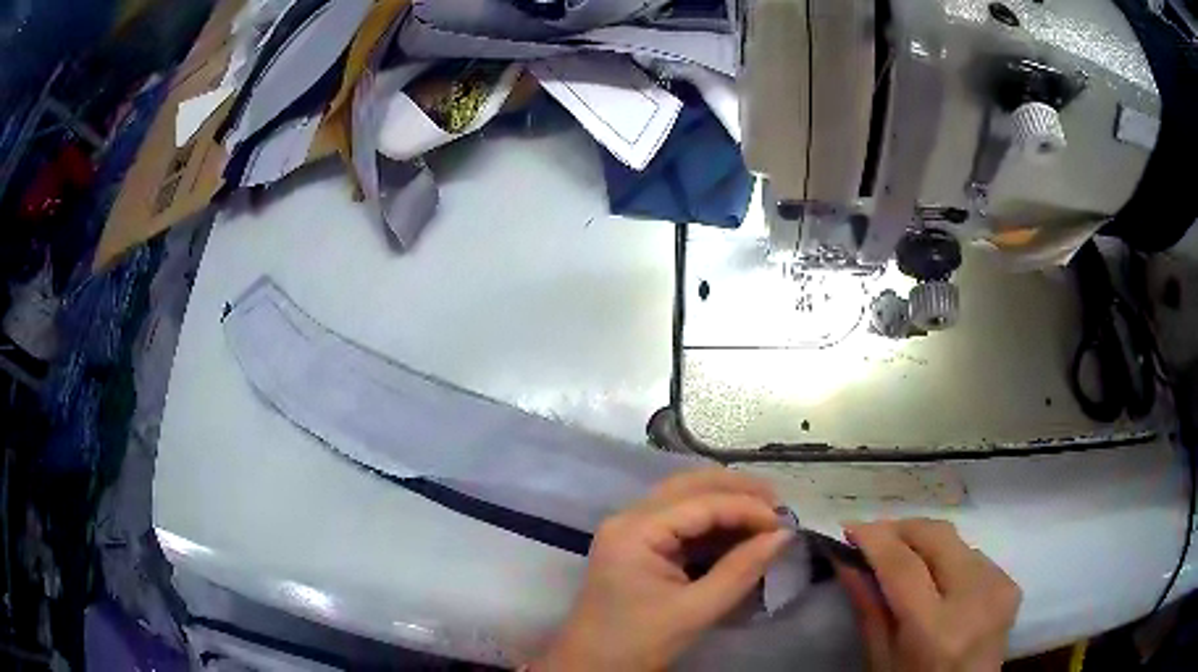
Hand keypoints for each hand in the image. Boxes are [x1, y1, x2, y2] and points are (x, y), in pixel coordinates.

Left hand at [534, 469, 793, 671]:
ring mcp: (629, 529)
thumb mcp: (695, 611)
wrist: (591, 667)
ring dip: (725, 501)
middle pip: (689, 485)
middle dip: (737, 490)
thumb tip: (784, 534)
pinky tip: (737, 531)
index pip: (701, 502)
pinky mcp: (635, 545)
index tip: (785, 522)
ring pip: (684, 497)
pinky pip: (678, 519)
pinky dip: (710, 521)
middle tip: (779, 504)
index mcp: (635, 531)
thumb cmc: (638, 642)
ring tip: (765, 514)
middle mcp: (628, 518)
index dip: (747, 507)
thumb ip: (742, 570)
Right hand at [839, 519, 1022, 671]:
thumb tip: (845, 558)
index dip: (875, 540)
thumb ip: (868, 608)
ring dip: (924, 543)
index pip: (904, 567)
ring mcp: (999, 587)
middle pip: (937, 537)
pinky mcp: (1010, 582)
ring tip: (901, 558)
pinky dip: (947, 557)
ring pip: (955, 541)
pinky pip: (972, 554)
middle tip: (873, 536)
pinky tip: (934, 577)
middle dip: (902, 529)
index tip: (849, 526)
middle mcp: (975, 599)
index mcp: (936, 631)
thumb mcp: (881, 660)